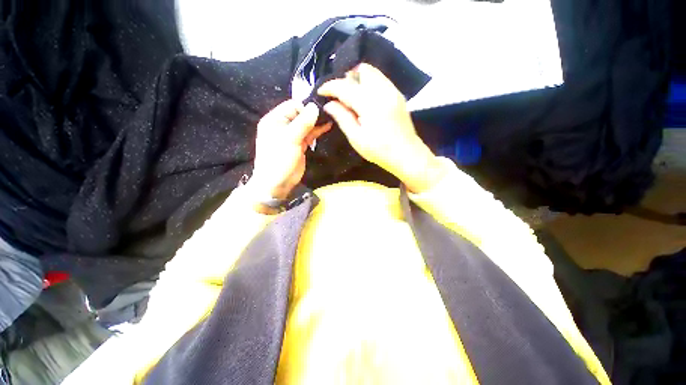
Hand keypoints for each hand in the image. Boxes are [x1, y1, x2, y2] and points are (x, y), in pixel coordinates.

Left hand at [250, 100, 331, 200]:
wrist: (277, 182)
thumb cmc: (279, 158)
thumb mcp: (290, 139)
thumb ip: (303, 122)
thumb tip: (314, 106)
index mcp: (275, 120)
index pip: (292, 105)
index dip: (305, 108)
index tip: (319, 112)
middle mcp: (283, 125)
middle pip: (300, 114)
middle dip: (313, 114)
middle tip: (328, 113)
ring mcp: (292, 136)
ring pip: (306, 125)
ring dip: (317, 122)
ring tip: (331, 118)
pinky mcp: (300, 145)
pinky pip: (309, 134)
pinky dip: (317, 131)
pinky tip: (327, 126)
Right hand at [317, 64, 444, 192]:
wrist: (407, 154)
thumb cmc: (380, 151)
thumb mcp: (356, 138)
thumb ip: (342, 117)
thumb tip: (329, 104)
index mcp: (370, 104)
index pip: (345, 86)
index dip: (330, 87)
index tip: (321, 92)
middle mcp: (383, 91)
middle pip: (362, 70)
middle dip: (347, 78)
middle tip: (339, 95)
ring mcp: (393, 91)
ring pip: (372, 73)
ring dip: (358, 80)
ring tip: (351, 98)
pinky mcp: (398, 95)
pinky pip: (380, 80)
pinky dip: (369, 84)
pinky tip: (365, 100)